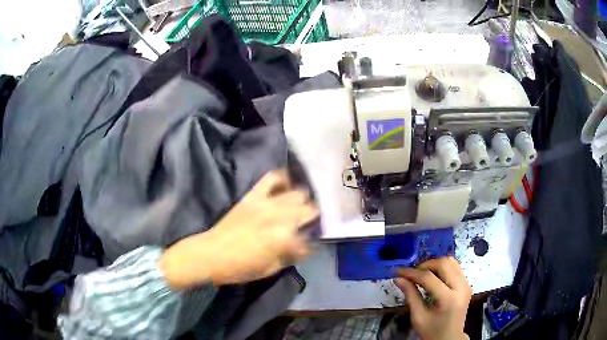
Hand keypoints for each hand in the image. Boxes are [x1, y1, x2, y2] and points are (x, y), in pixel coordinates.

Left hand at [160, 169, 318, 289]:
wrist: (211, 254)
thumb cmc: (240, 268)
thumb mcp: (271, 269)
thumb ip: (291, 256)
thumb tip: (303, 246)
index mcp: (285, 238)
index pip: (309, 239)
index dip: (310, 245)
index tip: (307, 247)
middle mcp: (280, 217)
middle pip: (309, 210)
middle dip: (312, 218)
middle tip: (307, 225)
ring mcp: (267, 203)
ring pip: (298, 193)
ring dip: (302, 201)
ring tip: (299, 207)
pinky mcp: (254, 195)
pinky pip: (272, 178)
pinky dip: (282, 179)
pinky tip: (285, 185)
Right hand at [394, 257, 471, 339]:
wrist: (449, 338)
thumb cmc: (432, 331)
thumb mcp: (418, 317)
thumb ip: (410, 295)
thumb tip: (398, 279)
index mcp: (448, 299)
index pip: (429, 278)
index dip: (412, 273)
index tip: (398, 271)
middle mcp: (461, 287)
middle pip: (444, 264)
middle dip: (425, 265)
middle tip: (411, 273)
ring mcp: (466, 284)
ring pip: (451, 261)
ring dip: (434, 264)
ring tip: (421, 274)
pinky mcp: (467, 284)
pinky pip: (455, 267)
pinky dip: (442, 268)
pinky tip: (433, 276)